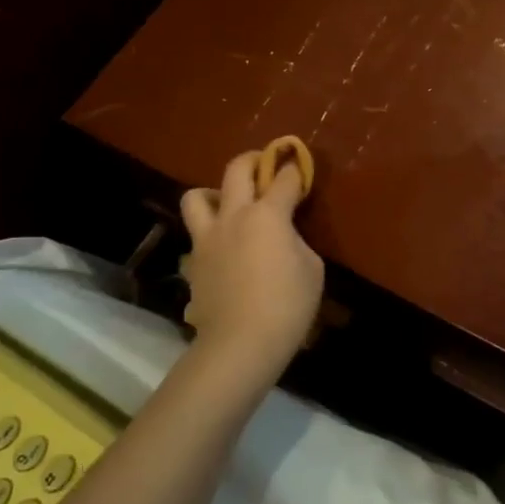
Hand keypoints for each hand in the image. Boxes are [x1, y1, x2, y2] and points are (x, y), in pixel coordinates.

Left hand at [180, 151, 323, 385]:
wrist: (241, 343)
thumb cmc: (288, 305)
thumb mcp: (312, 269)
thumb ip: (296, 242)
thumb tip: (284, 237)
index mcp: (268, 214)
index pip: (285, 179)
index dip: (295, 169)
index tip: (300, 165)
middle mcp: (233, 217)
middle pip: (236, 170)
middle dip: (253, 160)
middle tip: (264, 164)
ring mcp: (206, 240)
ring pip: (195, 197)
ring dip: (213, 193)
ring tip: (226, 205)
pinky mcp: (193, 265)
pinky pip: (196, 241)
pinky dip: (208, 239)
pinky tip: (222, 254)